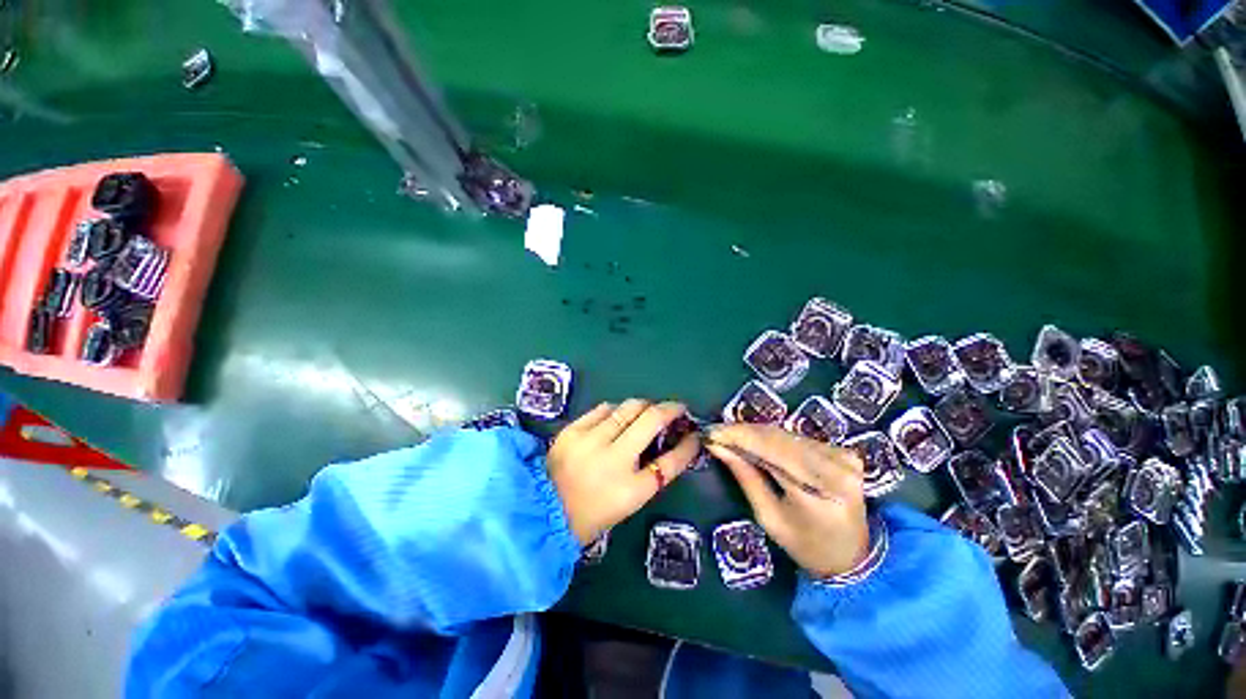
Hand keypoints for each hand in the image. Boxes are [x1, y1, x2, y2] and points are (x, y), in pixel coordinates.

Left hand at [548, 400, 701, 545]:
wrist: (543, 511)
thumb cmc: (591, 513)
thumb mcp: (629, 501)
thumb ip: (650, 474)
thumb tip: (668, 445)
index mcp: (631, 490)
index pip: (670, 462)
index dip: (688, 446)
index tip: (695, 434)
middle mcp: (613, 460)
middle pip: (651, 420)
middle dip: (669, 409)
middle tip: (674, 410)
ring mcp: (591, 441)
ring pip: (628, 407)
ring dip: (643, 407)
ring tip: (646, 411)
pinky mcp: (573, 430)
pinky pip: (604, 408)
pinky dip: (616, 410)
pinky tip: (617, 416)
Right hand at [707, 424, 868, 577]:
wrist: (853, 556)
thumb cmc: (806, 545)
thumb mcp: (769, 517)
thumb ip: (745, 477)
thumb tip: (718, 446)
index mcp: (821, 492)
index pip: (773, 451)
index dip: (740, 436)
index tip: (712, 432)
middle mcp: (837, 467)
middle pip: (780, 438)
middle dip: (743, 432)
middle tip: (716, 432)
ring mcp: (844, 457)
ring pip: (787, 434)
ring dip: (755, 433)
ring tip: (731, 436)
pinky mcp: (844, 451)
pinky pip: (798, 437)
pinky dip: (772, 438)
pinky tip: (755, 441)